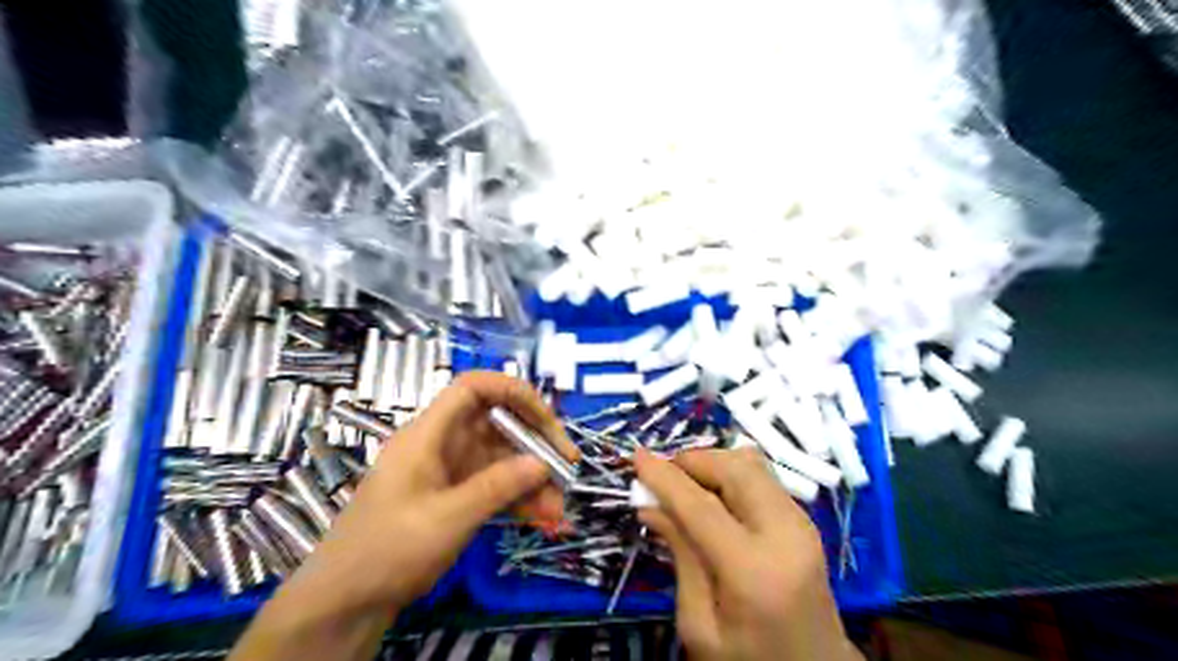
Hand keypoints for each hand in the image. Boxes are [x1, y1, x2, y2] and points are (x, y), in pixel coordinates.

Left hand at [287, 373, 577, 613]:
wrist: (345, 603)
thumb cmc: (387, 551)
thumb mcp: (447, 518)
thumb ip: (497, 487)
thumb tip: (542, 463)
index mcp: (429, 433)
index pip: (473, 388)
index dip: (513, 391)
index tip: (546, 418)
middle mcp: (442, 444)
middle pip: (497, 424)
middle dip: (535, 445)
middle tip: (566, 469)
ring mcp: (449, 471)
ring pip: (501, 459)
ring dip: (532, 480)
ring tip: (556, 511)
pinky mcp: (454, 495)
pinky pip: (495, 485)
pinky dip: (518, 498)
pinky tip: (541, 518)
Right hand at [642, 447, 862, 659]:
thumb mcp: (700, 625)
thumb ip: (680, 557)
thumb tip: (650, 505)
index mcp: (755, 572)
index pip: (703, 507)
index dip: (666, 478)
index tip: (637, 456)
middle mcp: (786, 535)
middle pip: (735, 470)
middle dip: (693, 461)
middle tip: (662, 477)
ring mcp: (802, 523)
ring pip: (752, 464)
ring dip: (713, 463)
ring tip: (685, 485)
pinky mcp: (805, 519)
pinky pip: (762, 476)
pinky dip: (730, 473)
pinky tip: (712, 495)